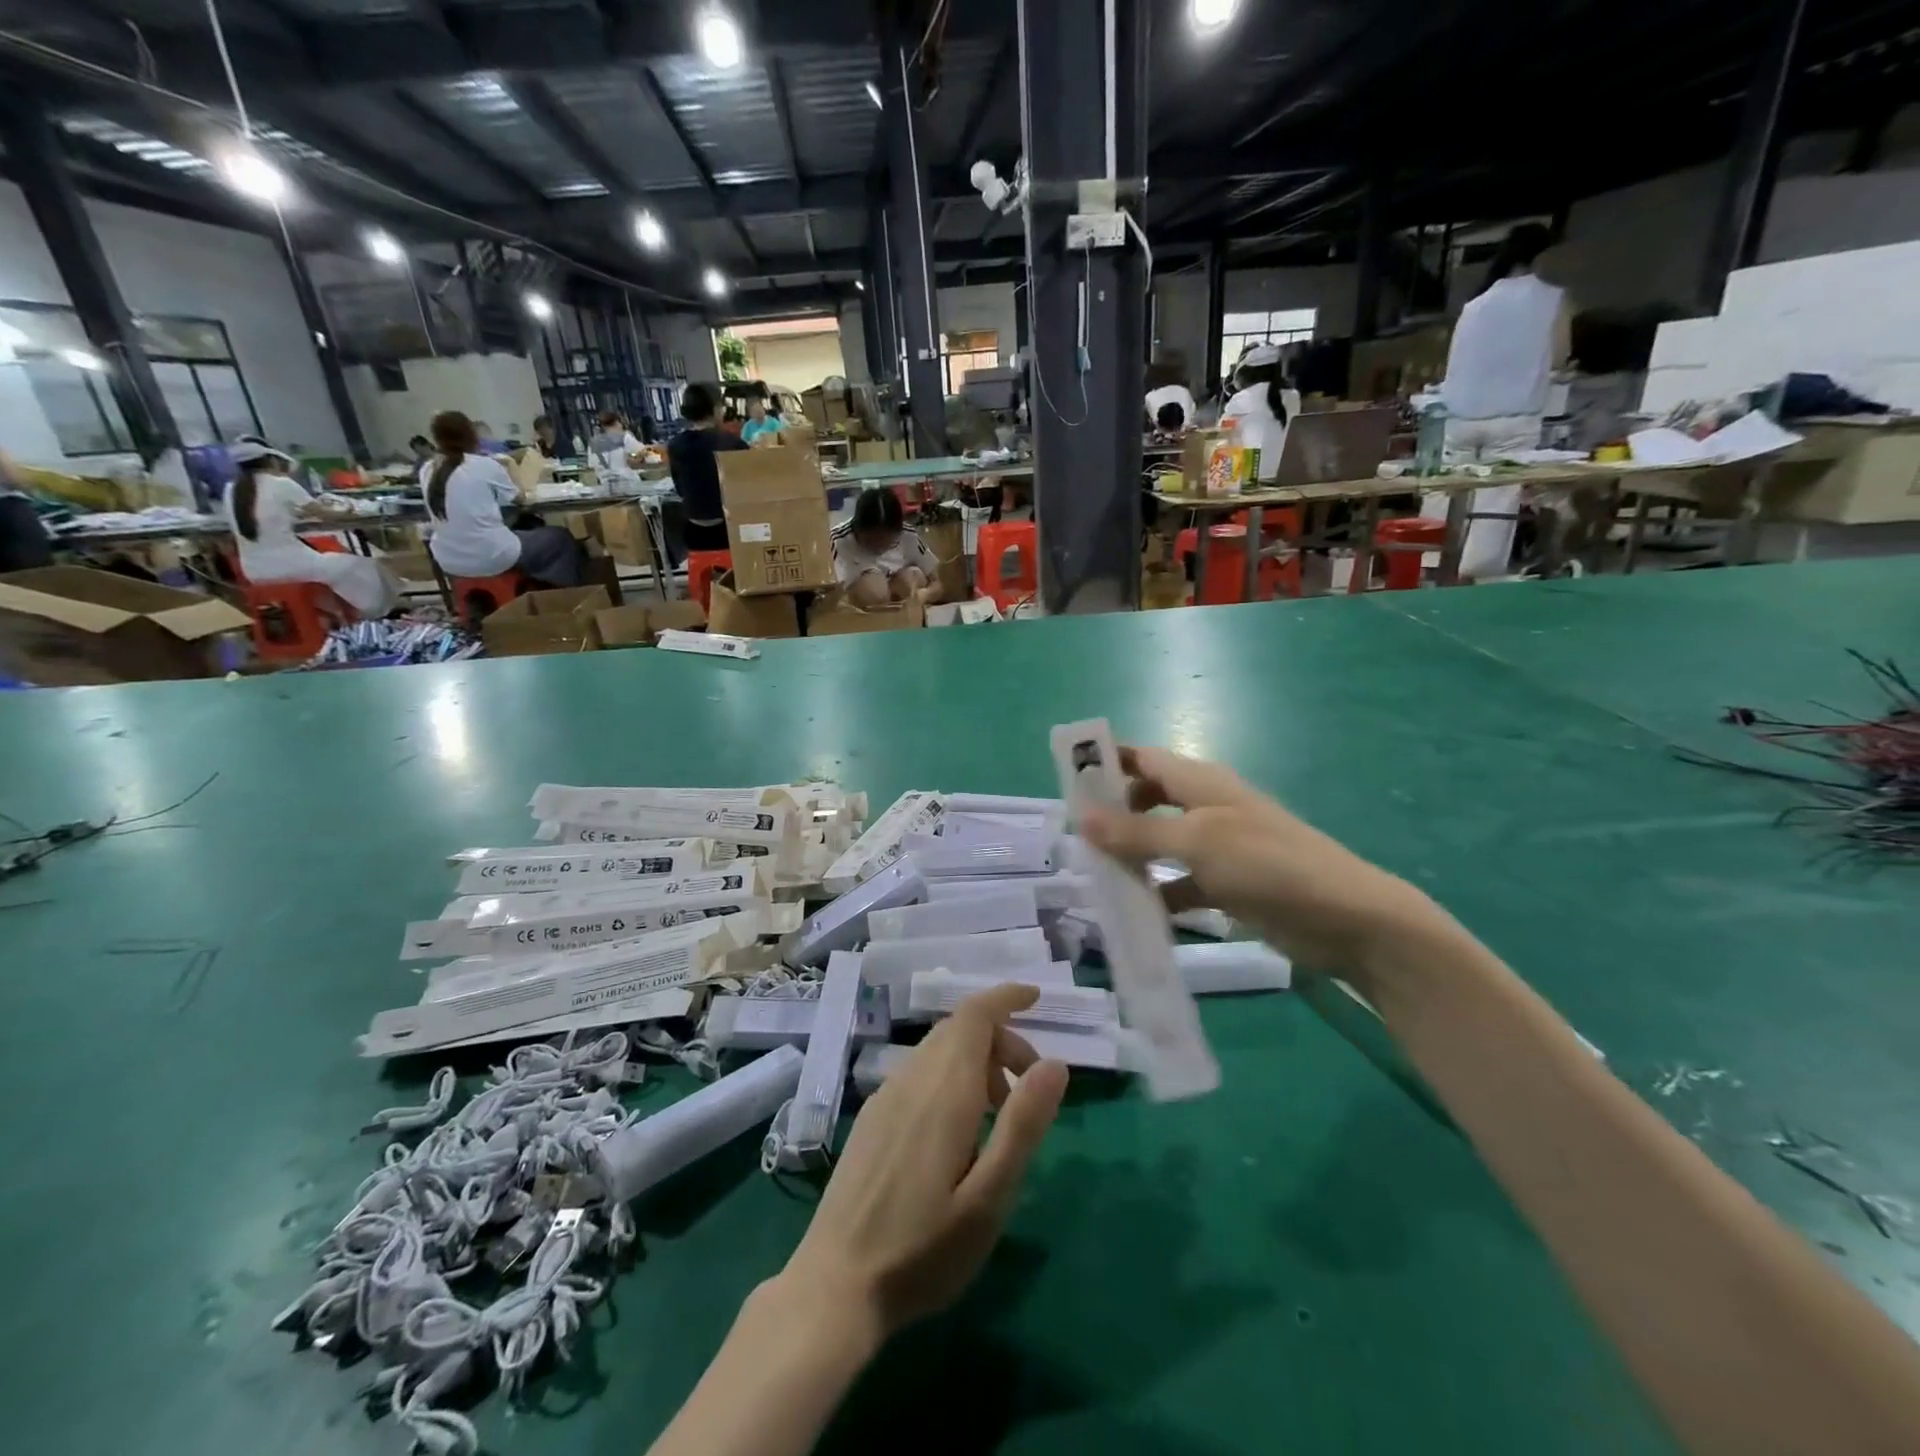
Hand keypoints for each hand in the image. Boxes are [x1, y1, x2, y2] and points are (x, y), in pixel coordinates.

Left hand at [780, 984, 1067, 1337]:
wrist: (835, 1286)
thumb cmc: (923, 1250)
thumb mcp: (989, 1198)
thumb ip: (1023, 1124)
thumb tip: (1054, 1063)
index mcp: (944, 1091)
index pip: (974, 1015)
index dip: (1005, 997)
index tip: (1036, 999)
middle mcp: (911, 1079)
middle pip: (960, 1028)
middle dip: (1001, 1039)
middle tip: (1030, 1087)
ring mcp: (886, 1096)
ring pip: (939, 1050)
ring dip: (977, 1060)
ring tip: (999, 1115)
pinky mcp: (872, 1117)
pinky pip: (919, 1072)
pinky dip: (950, 1076)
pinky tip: (958, 1130)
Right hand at [1080, 745, 1449, 978]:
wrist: (1346, 919)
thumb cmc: (1268, 864)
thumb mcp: (1196, 842)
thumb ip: (1137, 832)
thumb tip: (1081, 817)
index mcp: (1201, 782)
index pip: (1144, 759)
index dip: (1108, 762)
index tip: (1066, 780)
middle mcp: (1206, 808)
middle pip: (1148, 800)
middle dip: (1113, 813)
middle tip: (1075, 837)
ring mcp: (1218, 848)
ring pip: (1160, 844)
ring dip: (1131, 857)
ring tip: (1092, 876)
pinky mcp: (1228, 885)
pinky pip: (1180, 883)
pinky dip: (1159, 893)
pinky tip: (1134, 913)